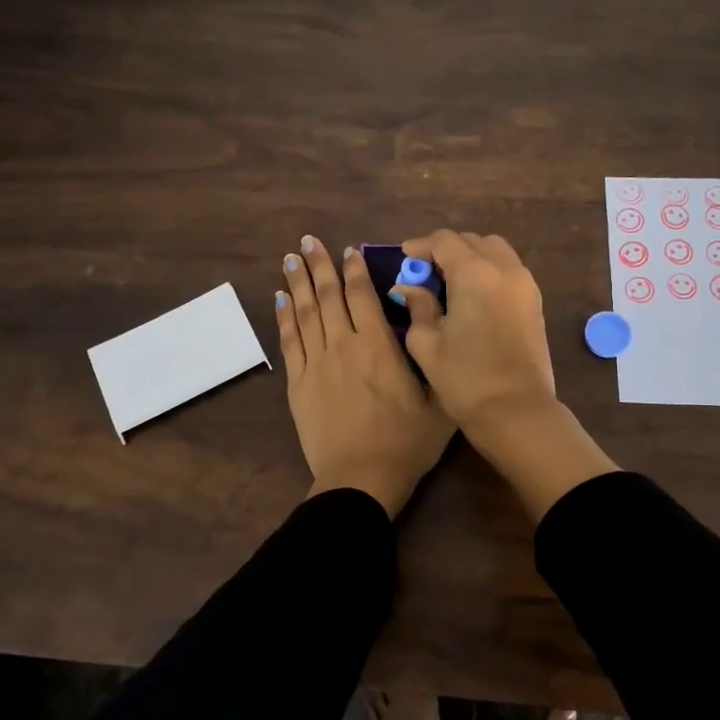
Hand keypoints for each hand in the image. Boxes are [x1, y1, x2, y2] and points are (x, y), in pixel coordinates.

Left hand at [277, 235, 453, 516]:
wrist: (361, 478)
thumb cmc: (407, 442)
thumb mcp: (439, 398)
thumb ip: (432, 354)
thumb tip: (426, 315)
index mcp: (378, 346)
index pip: (362, 295)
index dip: (354, 269)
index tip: (348, 249)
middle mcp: (343, 345)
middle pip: (327, 296)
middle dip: (319, 265)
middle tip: (308, 241)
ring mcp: (316, 363)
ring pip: (304, 312)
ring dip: (297, 282)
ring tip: (290, 258)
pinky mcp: (297, 384)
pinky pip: (289, 341)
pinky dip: (284, 317)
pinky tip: (280, 298)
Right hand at [390, 230, 556, 426]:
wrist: (517, 412)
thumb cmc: (465, 379)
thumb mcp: (427, 343)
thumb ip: (417, 307)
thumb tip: (408, 287)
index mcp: (475, 274)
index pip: (445, 241)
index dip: (421, 245)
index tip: (405, 258)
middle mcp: (504, 269)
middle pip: (472, 241)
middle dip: (446, 250)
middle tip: (425, 272)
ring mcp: (525, 285)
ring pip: (495, 251)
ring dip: (471, 257)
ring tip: (450, 282)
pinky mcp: (535, 302)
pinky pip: (509, 270)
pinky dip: (489, 271)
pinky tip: (472, 296)